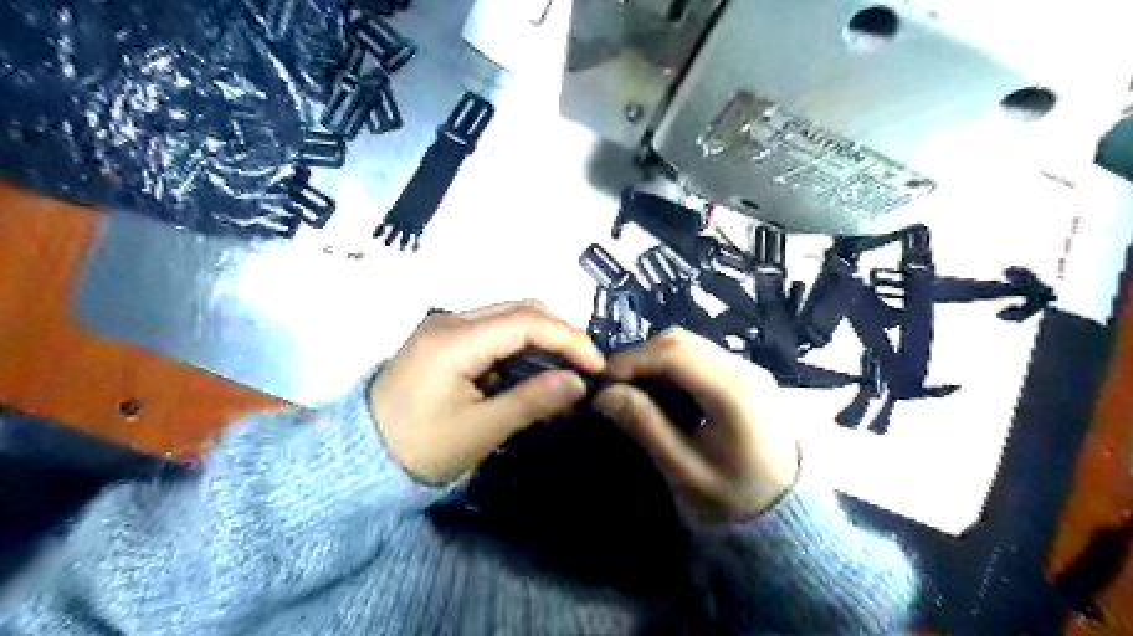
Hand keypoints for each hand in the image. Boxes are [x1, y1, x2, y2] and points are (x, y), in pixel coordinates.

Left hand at [371, 302, 601, 486]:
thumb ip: (531, 401)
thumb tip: (579, 383)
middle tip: (585, 367)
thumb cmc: (418, 449)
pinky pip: (493, 333)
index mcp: (455, 340)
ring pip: (508, 318)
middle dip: (559, 335)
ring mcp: (444, 328)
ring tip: (565, 372)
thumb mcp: (480, 431)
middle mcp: (450, 321)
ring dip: (541, 341)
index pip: (527, 321)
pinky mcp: (443, 341)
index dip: (569, 338)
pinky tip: (532, 374)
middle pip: (520, 311)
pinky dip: (520, 349)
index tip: (597, 366)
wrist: (357, 462)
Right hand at [595, 329, 795, 520]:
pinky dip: (674, 365)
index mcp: (734, 393)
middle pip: (682, 341)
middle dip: (641, 356)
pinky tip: (662, 389)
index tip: (603, 379)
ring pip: (691, 345)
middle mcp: (745, 370)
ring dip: (656, 359)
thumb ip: (645, 426)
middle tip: (615, 384)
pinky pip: (702, 357)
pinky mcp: (748, 377)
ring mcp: (750, 370)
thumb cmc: (734, 500)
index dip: (633, 360)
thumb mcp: (684, 470)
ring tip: (633, 387)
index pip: (675, 354)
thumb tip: (605, 394)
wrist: (786, 517)